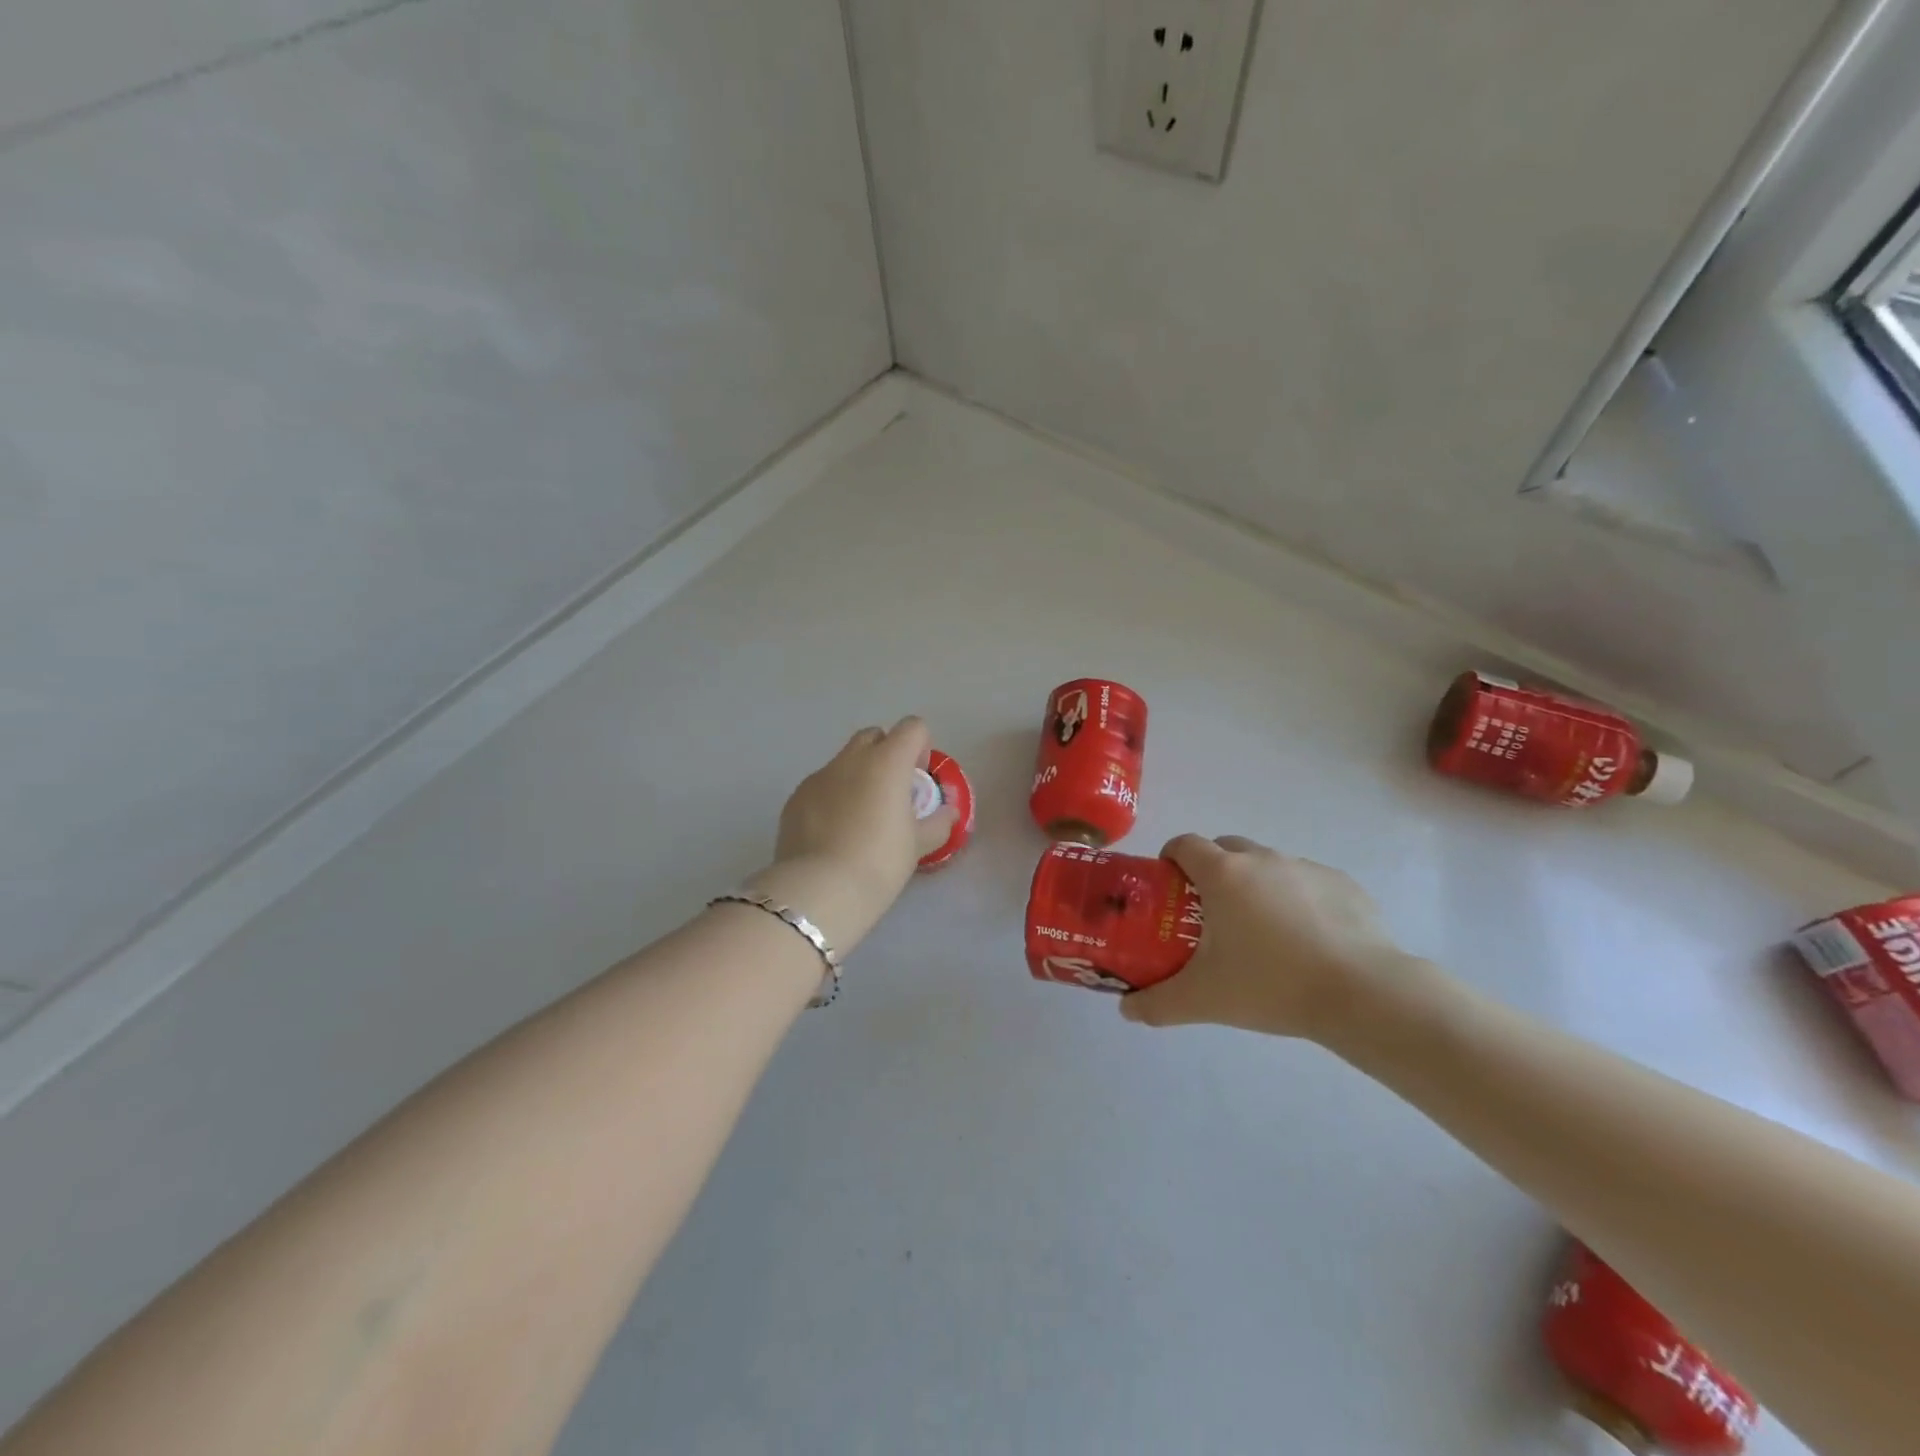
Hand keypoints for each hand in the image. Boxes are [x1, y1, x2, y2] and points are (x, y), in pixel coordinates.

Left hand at [749, 717, 957, 952]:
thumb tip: (948, 813)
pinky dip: (832, 798)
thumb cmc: (879, 862)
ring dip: (857, 776)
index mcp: (887, 762)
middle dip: (886, 754)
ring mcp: (818, 776)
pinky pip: (821, 786)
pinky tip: (833, 834)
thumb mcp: (918, 846)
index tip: (918, 779)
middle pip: (874, 736)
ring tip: (860, 818)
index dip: (920, 746)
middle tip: (892, 793)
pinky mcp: (795, 797)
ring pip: (844, 761)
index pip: (912, 727)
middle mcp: (851, 759)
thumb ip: (938, 823)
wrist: (819, 890)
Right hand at [1119, 834, 1414, 1039]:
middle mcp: (1263, 859)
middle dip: (1212, 870)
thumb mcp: (1203, 1000)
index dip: (1171, 858)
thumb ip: (1157, 1003)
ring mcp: (1306, 868)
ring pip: (1269, 865)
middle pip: (1226, 848)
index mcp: (1224, 874)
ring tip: (1263, 934)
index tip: (1170, 886)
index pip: (1184, 844)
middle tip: (1212, 913)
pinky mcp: (1344, 884)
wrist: (1362, 993)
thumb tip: (1126, 1010)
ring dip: (1256, 886)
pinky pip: (1308, 883)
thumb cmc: (1271, 985)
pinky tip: (1309, 942)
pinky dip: (1298, 900)